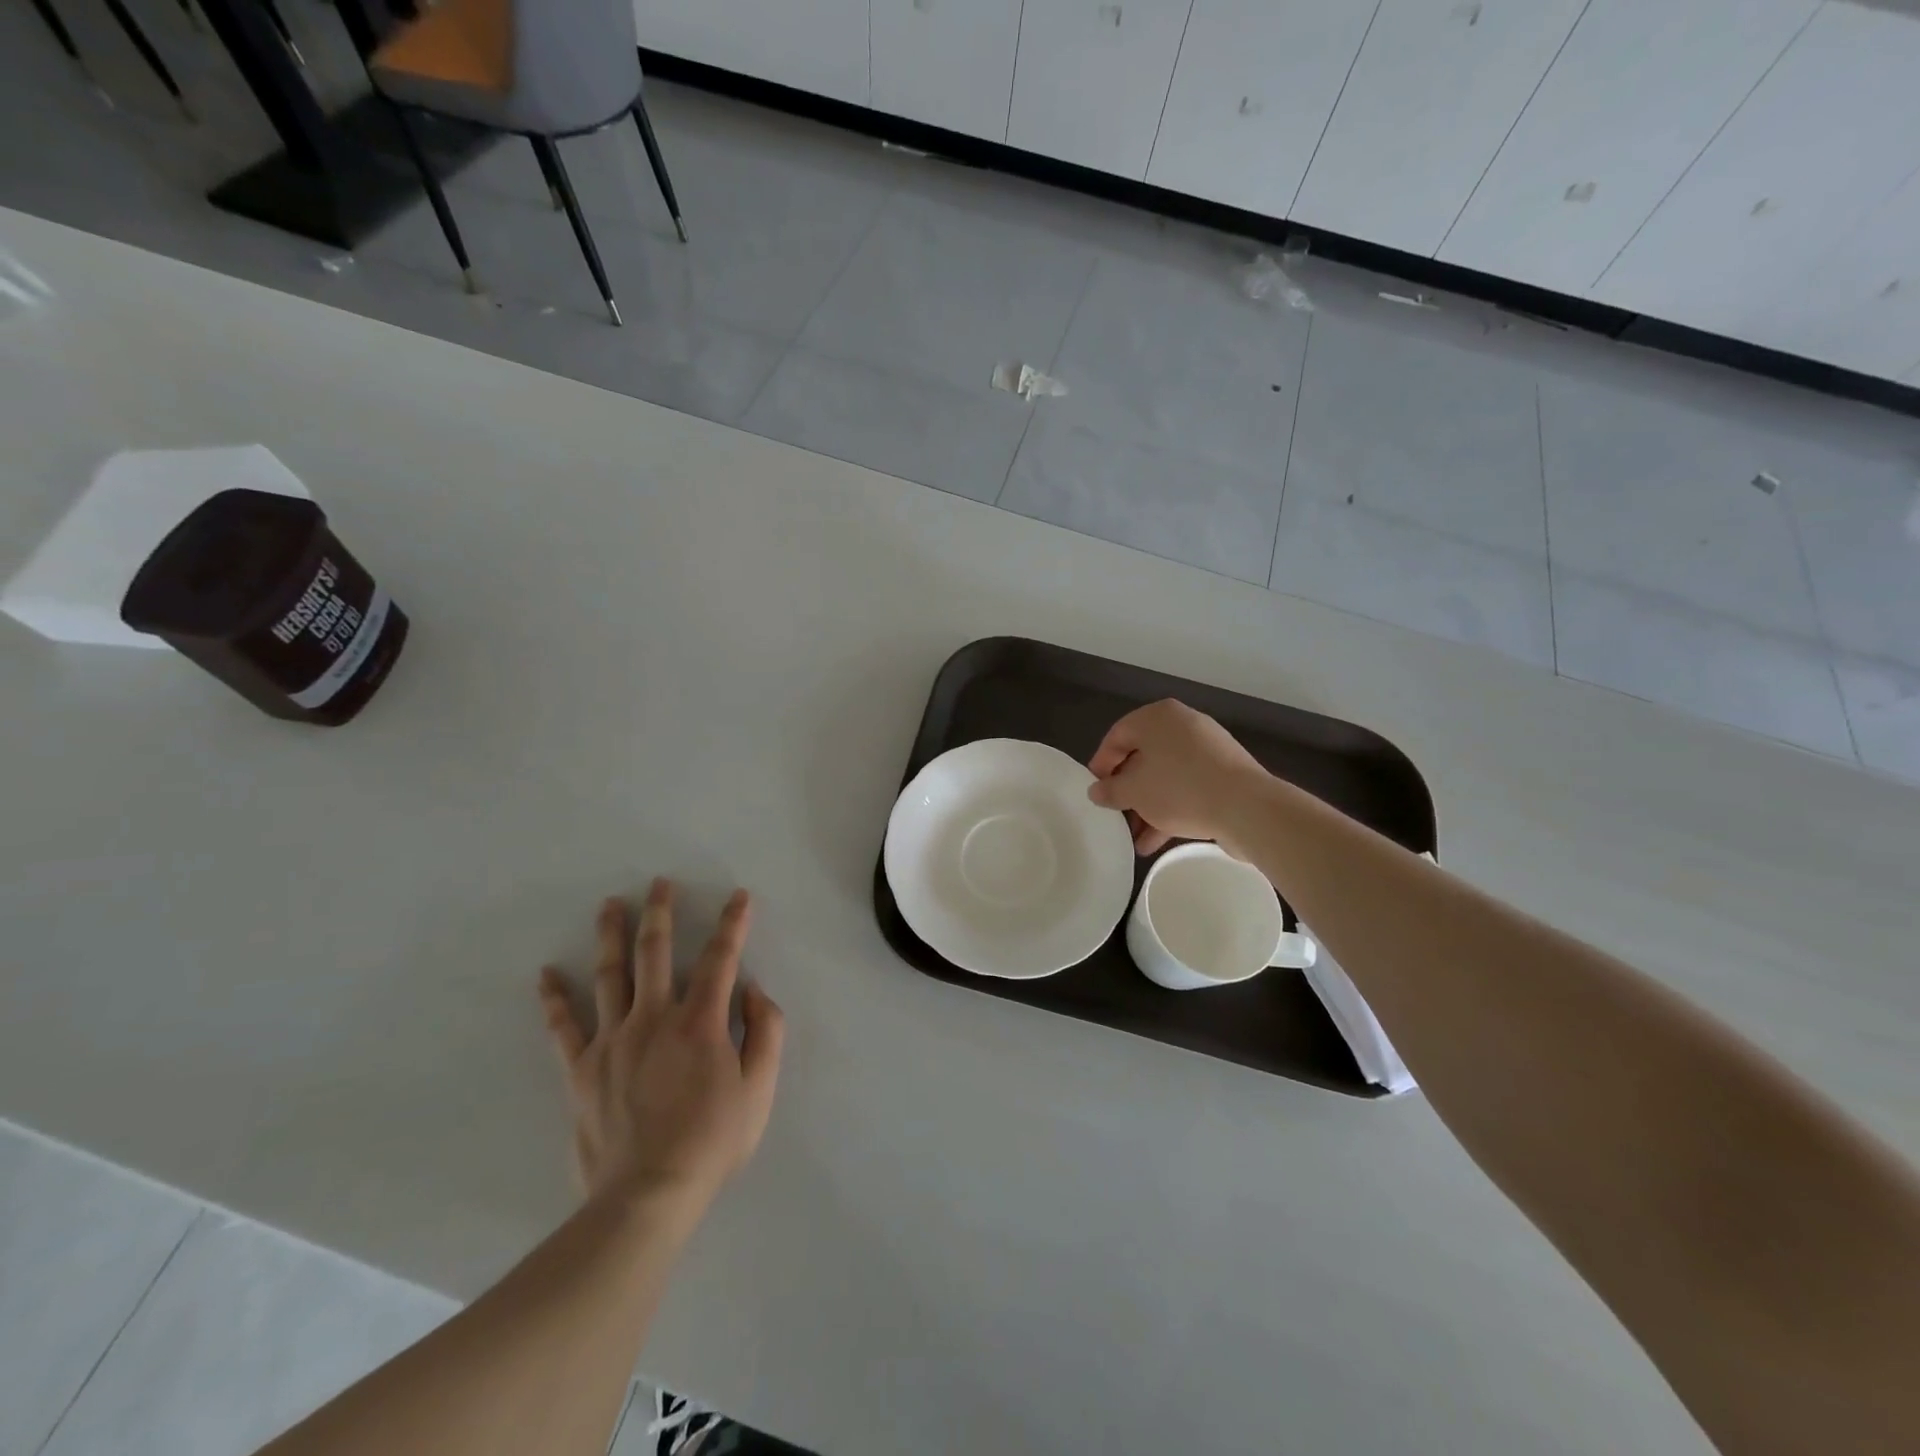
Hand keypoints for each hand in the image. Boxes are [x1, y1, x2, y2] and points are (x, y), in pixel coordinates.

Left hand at [537, 880, 783, 1209]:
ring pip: (610, 975)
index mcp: (700, 1022)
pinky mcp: (581, 1070)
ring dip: (611, 935)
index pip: (720, 959)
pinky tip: (546, 975)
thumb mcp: (760, 1089)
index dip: (732, 924)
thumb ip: (766, 1032)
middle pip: (656, 952)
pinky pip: (563, 1027)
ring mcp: (612, 1041)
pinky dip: (554, 999)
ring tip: (610, 904)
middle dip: (660, 912)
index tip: (739, 897)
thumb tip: (754, 991)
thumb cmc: (712, 1142)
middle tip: (659, 882)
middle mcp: (654, 1018)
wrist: (648, 1197)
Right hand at [1087, 699, 1271, 855]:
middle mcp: (1183, 726)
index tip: (1094, 791)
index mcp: (1158, 717)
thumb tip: (1096, 791)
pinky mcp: (1224, 774)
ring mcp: (1207, 749)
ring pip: (1166, 776)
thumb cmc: (1179, 788)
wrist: (1247, 807)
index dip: (1101, 764)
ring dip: (1147, 806)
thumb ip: (1110, 790)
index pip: (1117, 735)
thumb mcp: (1134, 791)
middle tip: (1115, 814)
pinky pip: (1188, 788)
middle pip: (1143, 757)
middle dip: (1127, 791)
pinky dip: (1170, 809)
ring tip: (1134, 837)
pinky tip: (1155, 841)